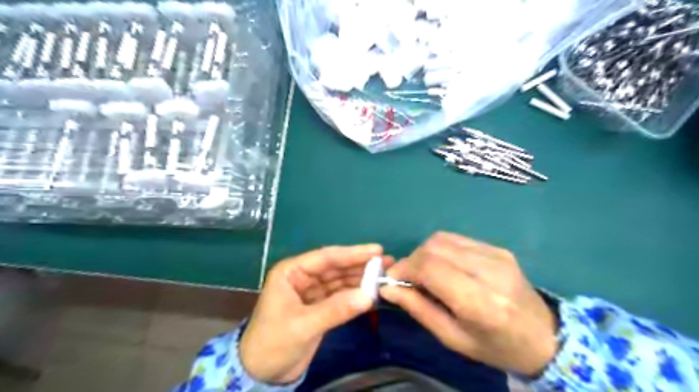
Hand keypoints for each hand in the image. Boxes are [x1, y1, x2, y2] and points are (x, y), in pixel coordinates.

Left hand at [241, 247, 390, 383]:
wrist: (261, 374)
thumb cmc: (273, 343)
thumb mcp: (303, 325)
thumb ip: (336, 309)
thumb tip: (369, 296)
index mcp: (291, 272)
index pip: (326, 258)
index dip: (352, 253)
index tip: (376, 250)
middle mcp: (303, 277)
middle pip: (336, 267)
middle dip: (360, 265)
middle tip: (387, 262)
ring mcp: (312, 292)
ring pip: (340, 280)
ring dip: (361, 278)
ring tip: (384, 275)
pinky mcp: (320, 306)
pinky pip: (341, 296)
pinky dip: (356, 294)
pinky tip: (372, 292)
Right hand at [380, 233, 560, 376]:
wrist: (545, 336)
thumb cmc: (495, 346)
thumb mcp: (453, 338)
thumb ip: (418, 309)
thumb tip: (387, 287)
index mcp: (480, 303)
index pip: (430, 267)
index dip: (405, 268)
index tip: (392, 280)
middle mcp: (490, 271)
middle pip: (434, 247)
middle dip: (412, 260)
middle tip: (408, 279)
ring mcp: (497, 255)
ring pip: (442, 238)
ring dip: (425, 253)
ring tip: (426, 273)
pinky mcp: (498, 248)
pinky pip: (457, 239)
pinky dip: (441, 250)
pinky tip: (445, 266)